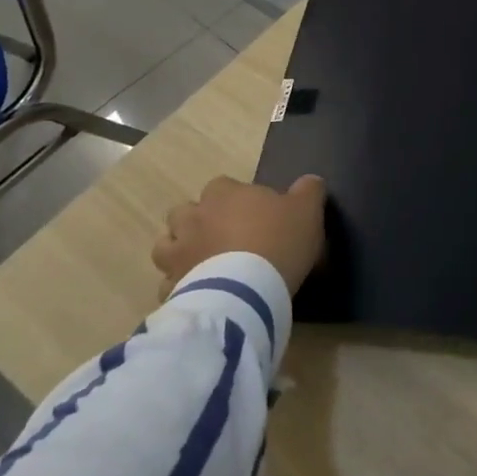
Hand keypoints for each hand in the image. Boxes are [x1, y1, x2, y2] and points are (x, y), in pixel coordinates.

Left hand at [150, 174, 327, 297]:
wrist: (247, 290)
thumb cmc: (278, 240)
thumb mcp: (308, 210)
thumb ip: (309, 190)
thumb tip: (310, 181)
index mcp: (224, 193)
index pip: (221, 185)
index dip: (234, 198)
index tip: (251, 213)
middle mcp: (193, 217)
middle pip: (185, 212)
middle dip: (198, 221)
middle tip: (222, 237)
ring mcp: (177, 253)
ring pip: (166, 245)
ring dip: (180, 250)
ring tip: (201, 263)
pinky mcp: (171, 287)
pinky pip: (167, 284)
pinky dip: (178, 286)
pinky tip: (197, 293)